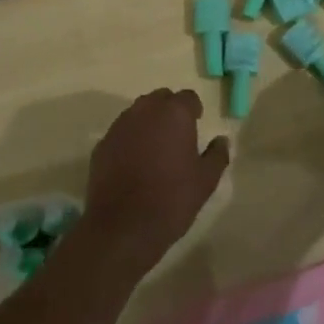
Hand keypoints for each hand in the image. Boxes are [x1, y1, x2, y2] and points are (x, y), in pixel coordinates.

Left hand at [81, 89, 228, 275]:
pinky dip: (129, 140)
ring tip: (155, 149)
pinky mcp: (101, 144)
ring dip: (148, 123)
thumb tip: (222, 140)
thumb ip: (217, 155)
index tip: (196, 125)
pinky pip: (121, 132)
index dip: (193, 110)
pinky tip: (133, 164)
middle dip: (169, 111)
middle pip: (160, 99)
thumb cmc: (171, 199)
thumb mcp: (205, 181)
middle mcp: (145, 110)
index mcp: (174, 114)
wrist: (123, 226)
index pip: (188, 97)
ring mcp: (120, 126)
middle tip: (177, 135)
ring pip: (138, 113)